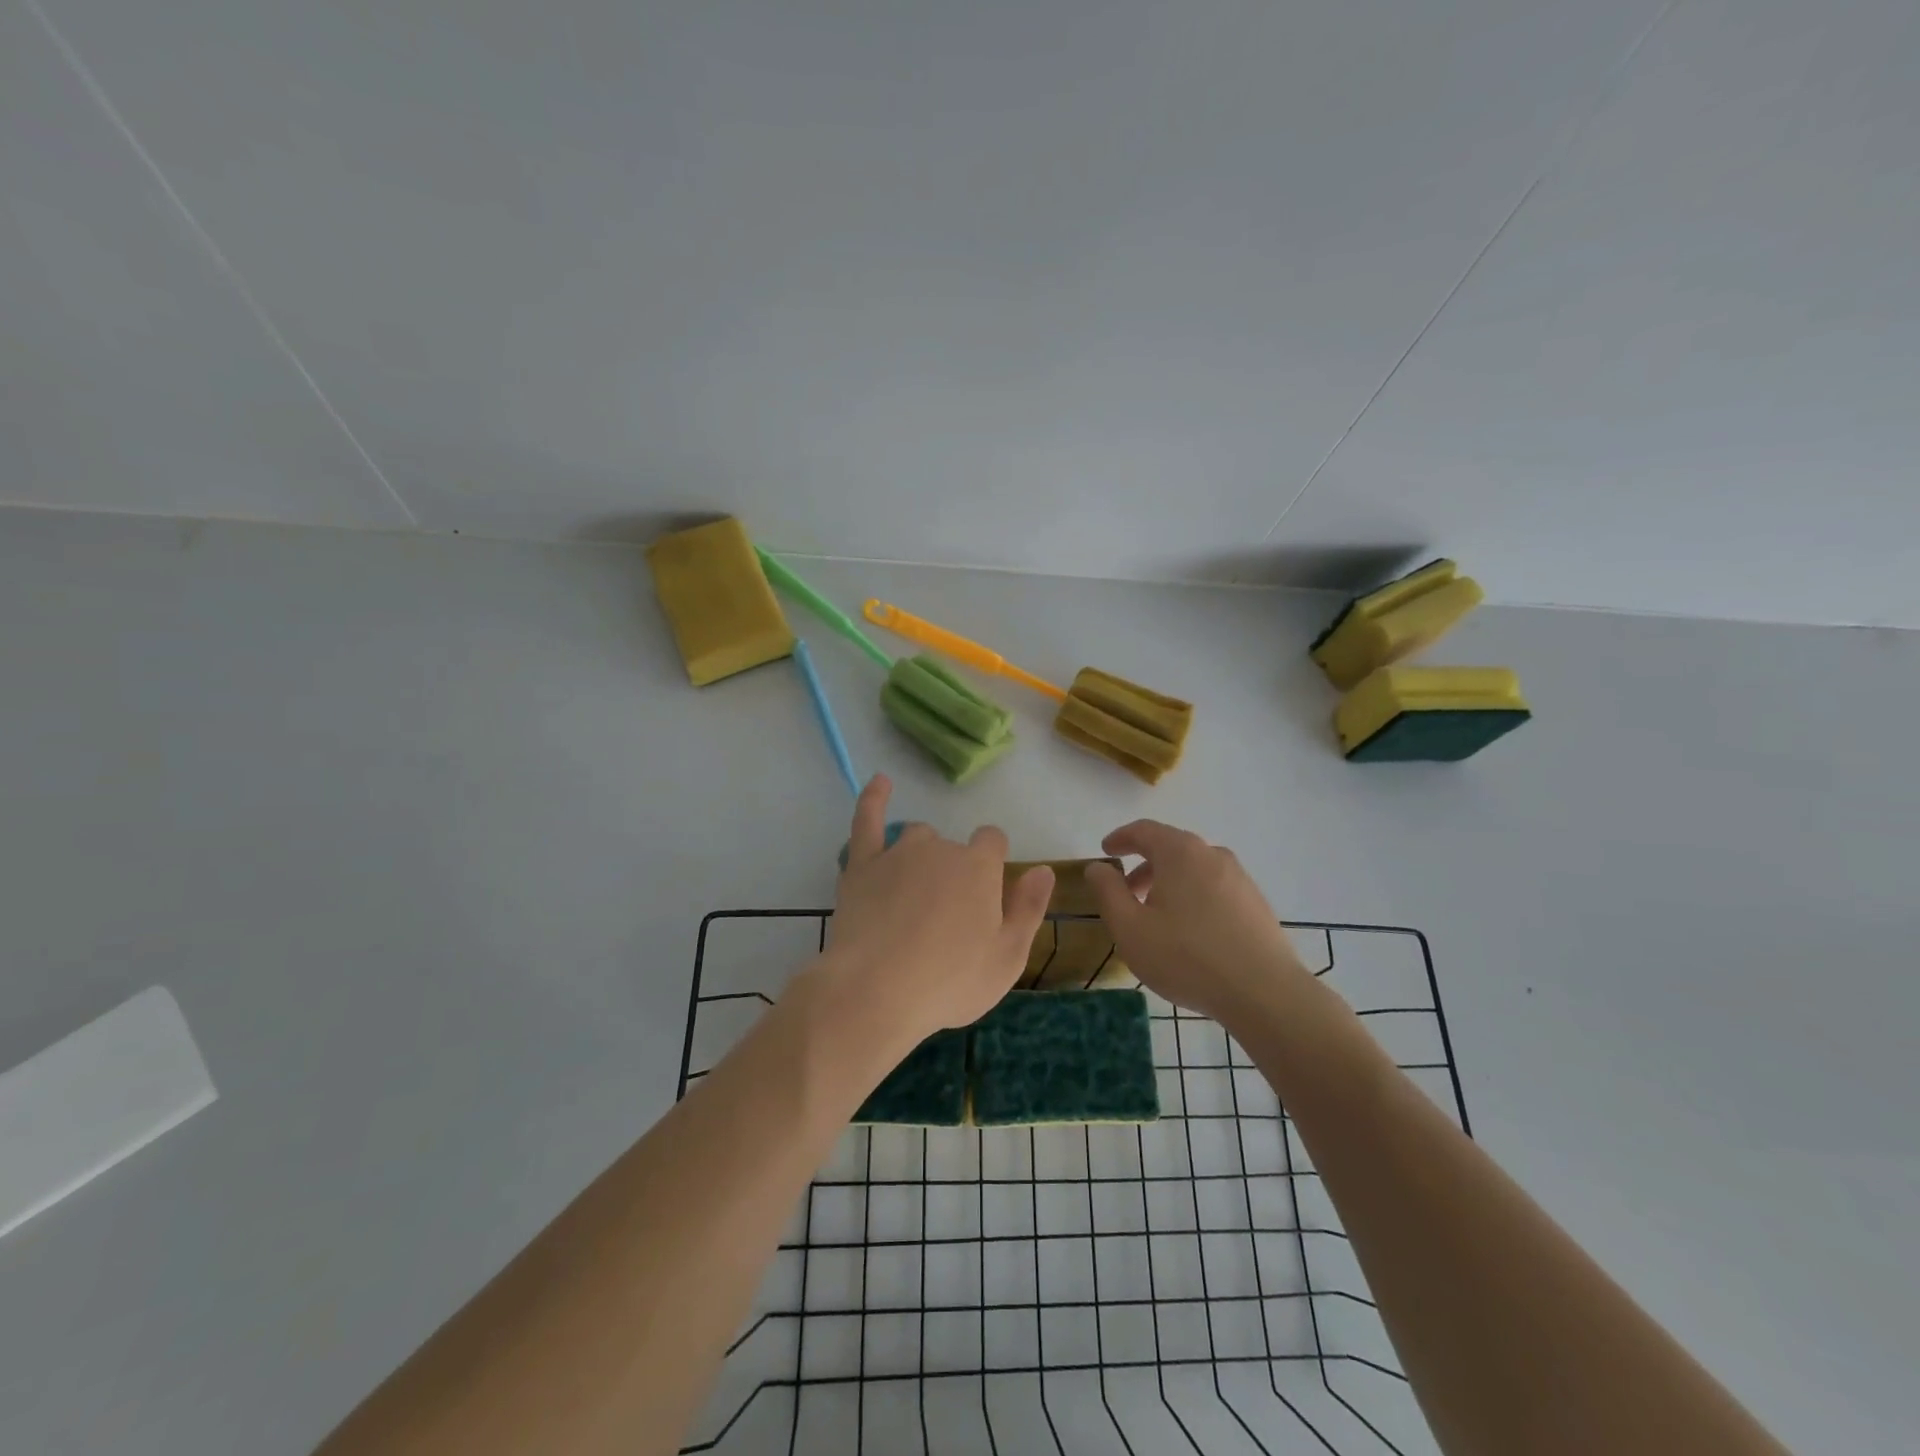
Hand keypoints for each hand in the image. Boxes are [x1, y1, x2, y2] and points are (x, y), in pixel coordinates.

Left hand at [819, 775, 1053, 1049]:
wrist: (875, 992)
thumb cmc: (950, 982)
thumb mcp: (1008, 957)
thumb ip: (1029, 909)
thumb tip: (1044, 869)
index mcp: (979, 867)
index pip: (993, 841)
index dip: (992, 862)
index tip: (986, 895)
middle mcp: (941, 849)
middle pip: (954, 846)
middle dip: (955, 871)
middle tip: (946, 919)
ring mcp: (897, 853)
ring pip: (917, 836)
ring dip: (922, 854)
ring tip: (914, 895)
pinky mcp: (861, 865)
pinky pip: (867, 819)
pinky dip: (874, 798)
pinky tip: (881, 781)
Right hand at [1085, 820, 1307, 1023]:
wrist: (1264, 993)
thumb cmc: (1186, 957)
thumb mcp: (1130, 928)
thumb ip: (1107, 892)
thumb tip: (1098, 867)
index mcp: (1180, 852)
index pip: (1144, 830)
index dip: (1121, 838)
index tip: (1106, 851)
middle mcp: (1212, 855)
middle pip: (1171, 848)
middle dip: (1144, 866)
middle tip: (1126, 892)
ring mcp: (1239, 878)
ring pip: (1194, 869)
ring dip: (1169, 883)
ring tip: (1156, 917)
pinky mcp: (1256, 903)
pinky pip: (1214, 888)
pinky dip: (1193, 897)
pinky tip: (1190, 932)